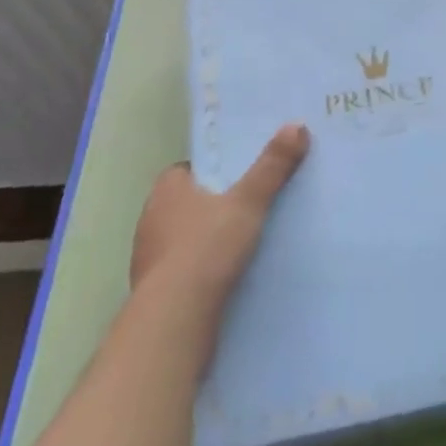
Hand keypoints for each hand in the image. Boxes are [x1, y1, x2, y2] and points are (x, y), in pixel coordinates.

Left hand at [131, 124, 309, 301]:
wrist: (175, 320)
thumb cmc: (207, 248)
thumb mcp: (248, 201)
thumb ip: (271, 166)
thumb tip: (296, 125)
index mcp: (166, 191)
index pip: (186, 170)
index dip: (212, 171)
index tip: (239, 176)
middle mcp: (150, 220)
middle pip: (186, 203)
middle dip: (211, 205)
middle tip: (247, 204)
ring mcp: (148, 260)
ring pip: (183, 239)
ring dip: (205, 240)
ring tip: (242, 242)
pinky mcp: (154, 294)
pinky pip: (182, 272)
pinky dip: (200, 271)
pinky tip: (226, 277)